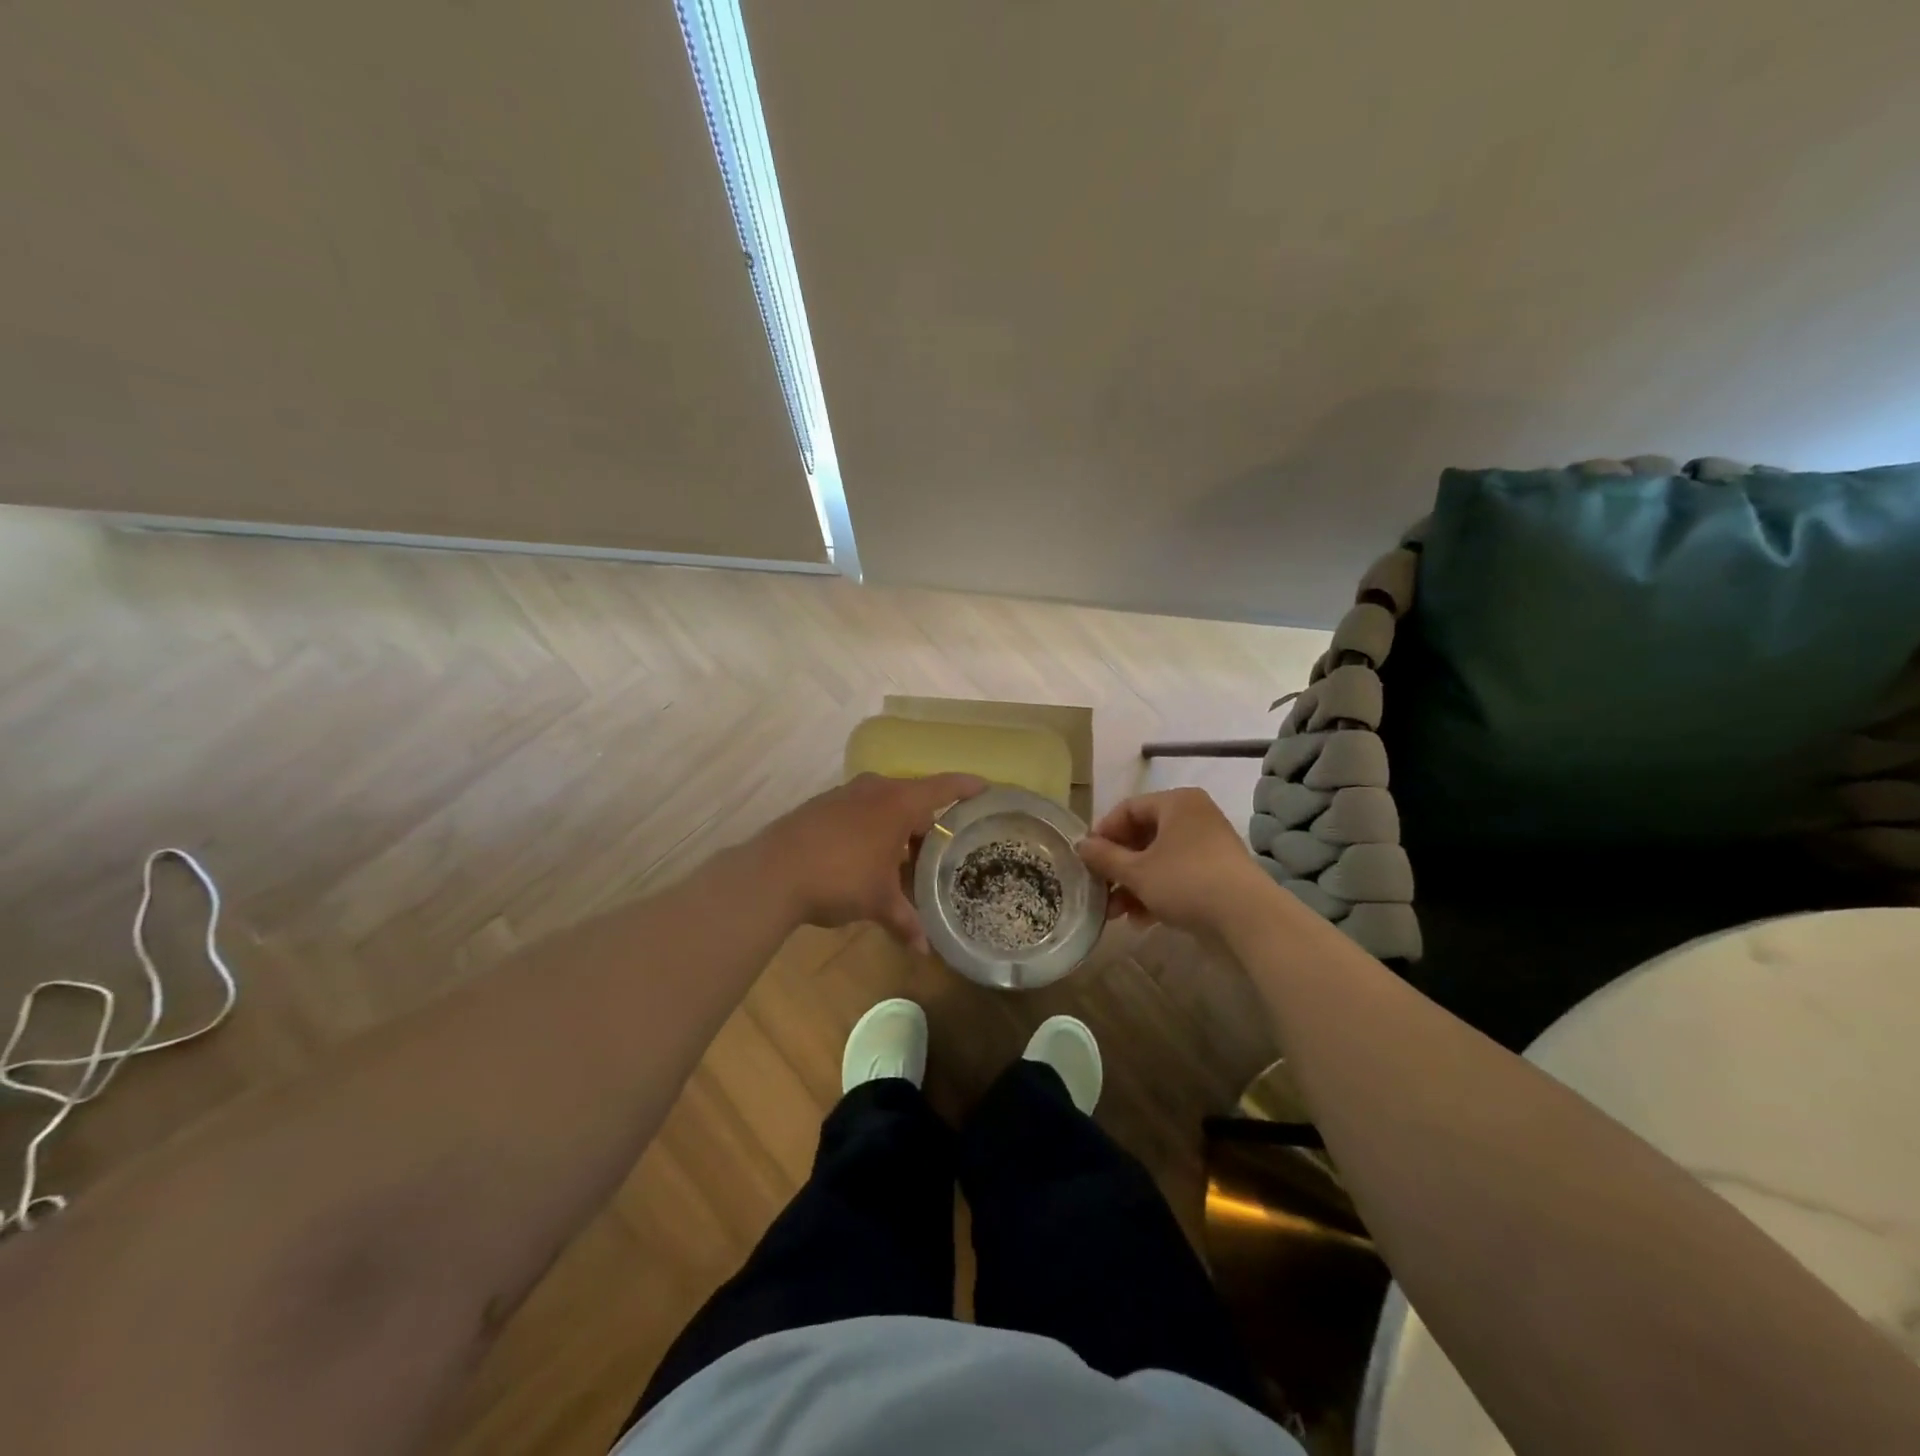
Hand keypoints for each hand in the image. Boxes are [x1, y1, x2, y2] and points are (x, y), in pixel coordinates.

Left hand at [756, 772, 987, 951]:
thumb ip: (905, 921)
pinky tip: (865, 859)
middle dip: (926, 826)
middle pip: (913, 799)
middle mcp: (875, 789)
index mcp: (898, 802)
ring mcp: (845, 794)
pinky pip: (859, 811)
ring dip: (896, 829)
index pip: (944, 787)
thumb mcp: (878, 902)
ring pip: (884, 805)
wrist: (772, 872)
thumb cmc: (840, 878)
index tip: (987, 788)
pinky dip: (870, 829)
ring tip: (902, 863)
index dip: (968, 787)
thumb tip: (924, 951)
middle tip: (938, 854)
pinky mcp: (821, 805)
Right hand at [1074, 787, 1270, 934]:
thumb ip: (1105, 857)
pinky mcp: (1218, 871)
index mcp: (1176, 802)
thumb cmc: (1186, 881)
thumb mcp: (1137, 871)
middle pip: (1143, 836)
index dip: (1103, 833)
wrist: (1248, 917)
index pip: (1127, 809)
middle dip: (1118, 868)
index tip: (1087, 860)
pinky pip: (1178, 874)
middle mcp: (1194, 815)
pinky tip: (1142, 920)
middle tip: (1100, 891)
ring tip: (1116, 914)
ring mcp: (1209, 844)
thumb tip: (1081, 845)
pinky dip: (1157, 892)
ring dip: (1134, 885)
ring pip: (1159, 859)